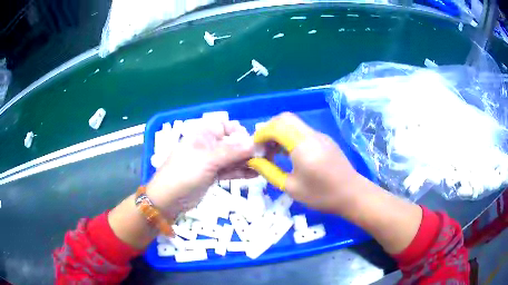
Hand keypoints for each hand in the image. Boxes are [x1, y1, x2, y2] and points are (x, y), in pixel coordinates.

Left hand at [146, 120, 255, 219]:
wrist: (168, 200)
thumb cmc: (184, 174)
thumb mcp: (207, 160)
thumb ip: (232, 151)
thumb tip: (256, 143)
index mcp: (203, 134)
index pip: (226, 125)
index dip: (240, 132)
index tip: (253, 143)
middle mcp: (209, 145)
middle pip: (233, 142)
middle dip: (248, 148)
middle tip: (266, 157)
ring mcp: (211, 161)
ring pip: (233, 157)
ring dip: (248, 161)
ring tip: (265, 166)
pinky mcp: (214, 175)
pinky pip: (231, 170)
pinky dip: (242, 172)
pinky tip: (256, 174)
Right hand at [249, 113, 362, 213]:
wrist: (352, 194)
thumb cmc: (321, 194)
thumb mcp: (291, 187)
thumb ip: (269, 172)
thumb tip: (253, 161)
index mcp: (302, 145)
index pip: (276, 126)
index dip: (261, 134)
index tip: (253, 149)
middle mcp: (311, 134)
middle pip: (285, 119)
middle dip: (269, 129)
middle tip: (262, 148)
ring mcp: (320, 136)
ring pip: (294, 124)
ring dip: (280, 133)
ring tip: (273, 153)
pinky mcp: (324, 140)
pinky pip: (302, 131)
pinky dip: (290, 137)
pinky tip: (288, 155)